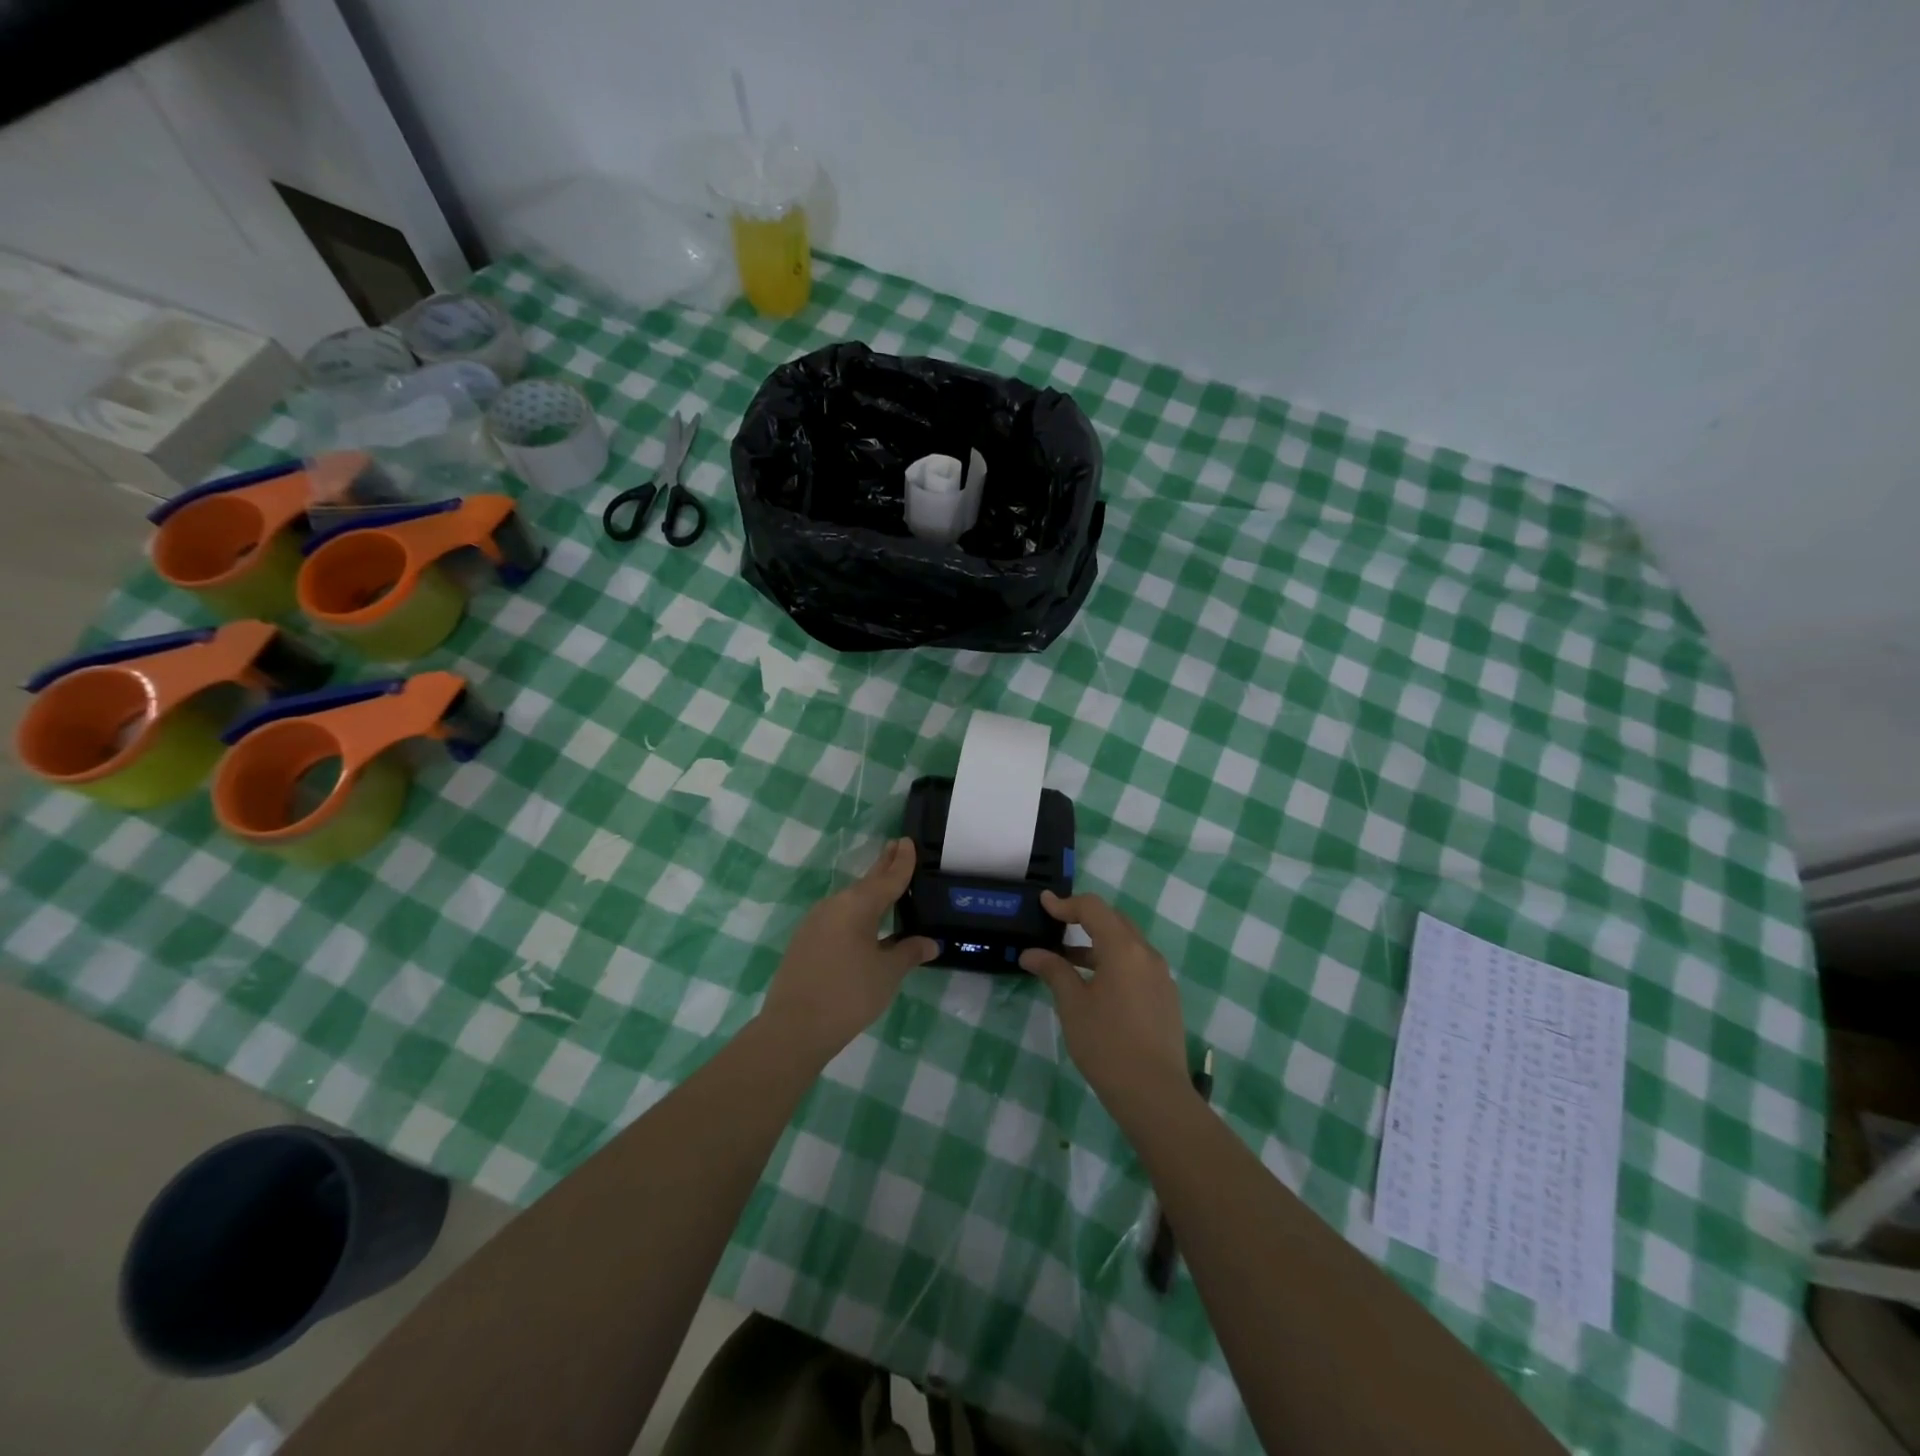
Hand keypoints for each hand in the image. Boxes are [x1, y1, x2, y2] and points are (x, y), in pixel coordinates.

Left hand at [761, 838, 937, 1062]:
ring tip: (887, 886)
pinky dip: (856, 913)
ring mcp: (816, 922)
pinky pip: (838, 917)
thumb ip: (909, 953)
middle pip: (866, 882)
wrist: (793, 1028)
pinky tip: (864, 924)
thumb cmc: (849, 995)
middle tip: (897, 847)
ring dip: (869, 891)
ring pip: (851, 900)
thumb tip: (930, 943)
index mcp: (858, 905)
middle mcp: (835, 905)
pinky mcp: (805, 940)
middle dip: (883, 865)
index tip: (908, 841)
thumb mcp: (887, 974)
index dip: (902, 862)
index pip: (888, 878)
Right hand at [1021, 891, 1189, 1119]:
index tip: (1043, 904)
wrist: (1154, 1094)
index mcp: (1124, 948)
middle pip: (1114, 921)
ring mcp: (1160, 976)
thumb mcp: (1072, 1005)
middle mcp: (1147, 954)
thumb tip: (1031, 953)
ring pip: (1126, 944)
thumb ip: (1054, 970)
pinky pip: (1137, 964)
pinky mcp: (1165, 996)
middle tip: (1056, 924)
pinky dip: (1113, 961)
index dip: (1066, 903)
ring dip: (1097, 943)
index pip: (1093, 908)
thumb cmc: (1107, 1044)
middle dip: (1084, 918)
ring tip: (1067, 959)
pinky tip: (1095, 985)